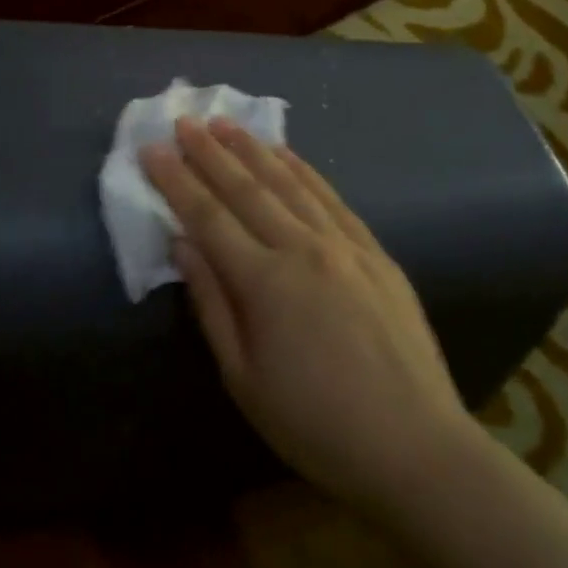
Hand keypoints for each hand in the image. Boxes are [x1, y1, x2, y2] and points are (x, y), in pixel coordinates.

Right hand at [140, 117, 476, 513]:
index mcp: (265, 283)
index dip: (176, 180)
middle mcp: (303, 249)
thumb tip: (182, 245)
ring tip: (226, 123)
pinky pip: (331, 198)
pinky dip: (303, 171)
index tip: (152, 148)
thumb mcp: (244, 379)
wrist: (416, 446)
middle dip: (209, 152)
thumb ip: (211, 303)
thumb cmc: (316, 425)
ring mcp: (345, 245)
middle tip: (183, 120)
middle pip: (246, 189)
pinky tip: (286, 154)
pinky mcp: (375, 252)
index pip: (208, 217)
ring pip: (289, 183)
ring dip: (253, 149)